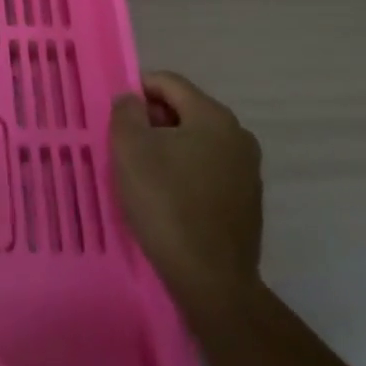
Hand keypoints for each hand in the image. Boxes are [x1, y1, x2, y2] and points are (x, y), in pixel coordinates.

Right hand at [110, 72, 264, 329]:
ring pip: (197, 142)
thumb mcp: (130, 148)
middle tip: (125, 146)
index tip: (116, 116)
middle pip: (185, 111)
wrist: (212, 282)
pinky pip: (209, 171)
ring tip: (143, 174)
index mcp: (213, 115)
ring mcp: (248, 170)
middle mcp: (238, 135)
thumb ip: (127, 112)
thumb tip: (133, 100)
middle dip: (153, 122)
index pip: (168, 83)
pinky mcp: (248, 202)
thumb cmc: (167, 204)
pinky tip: (168, 199)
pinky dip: (186, 174)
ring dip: (169, 149)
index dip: (137, 90)